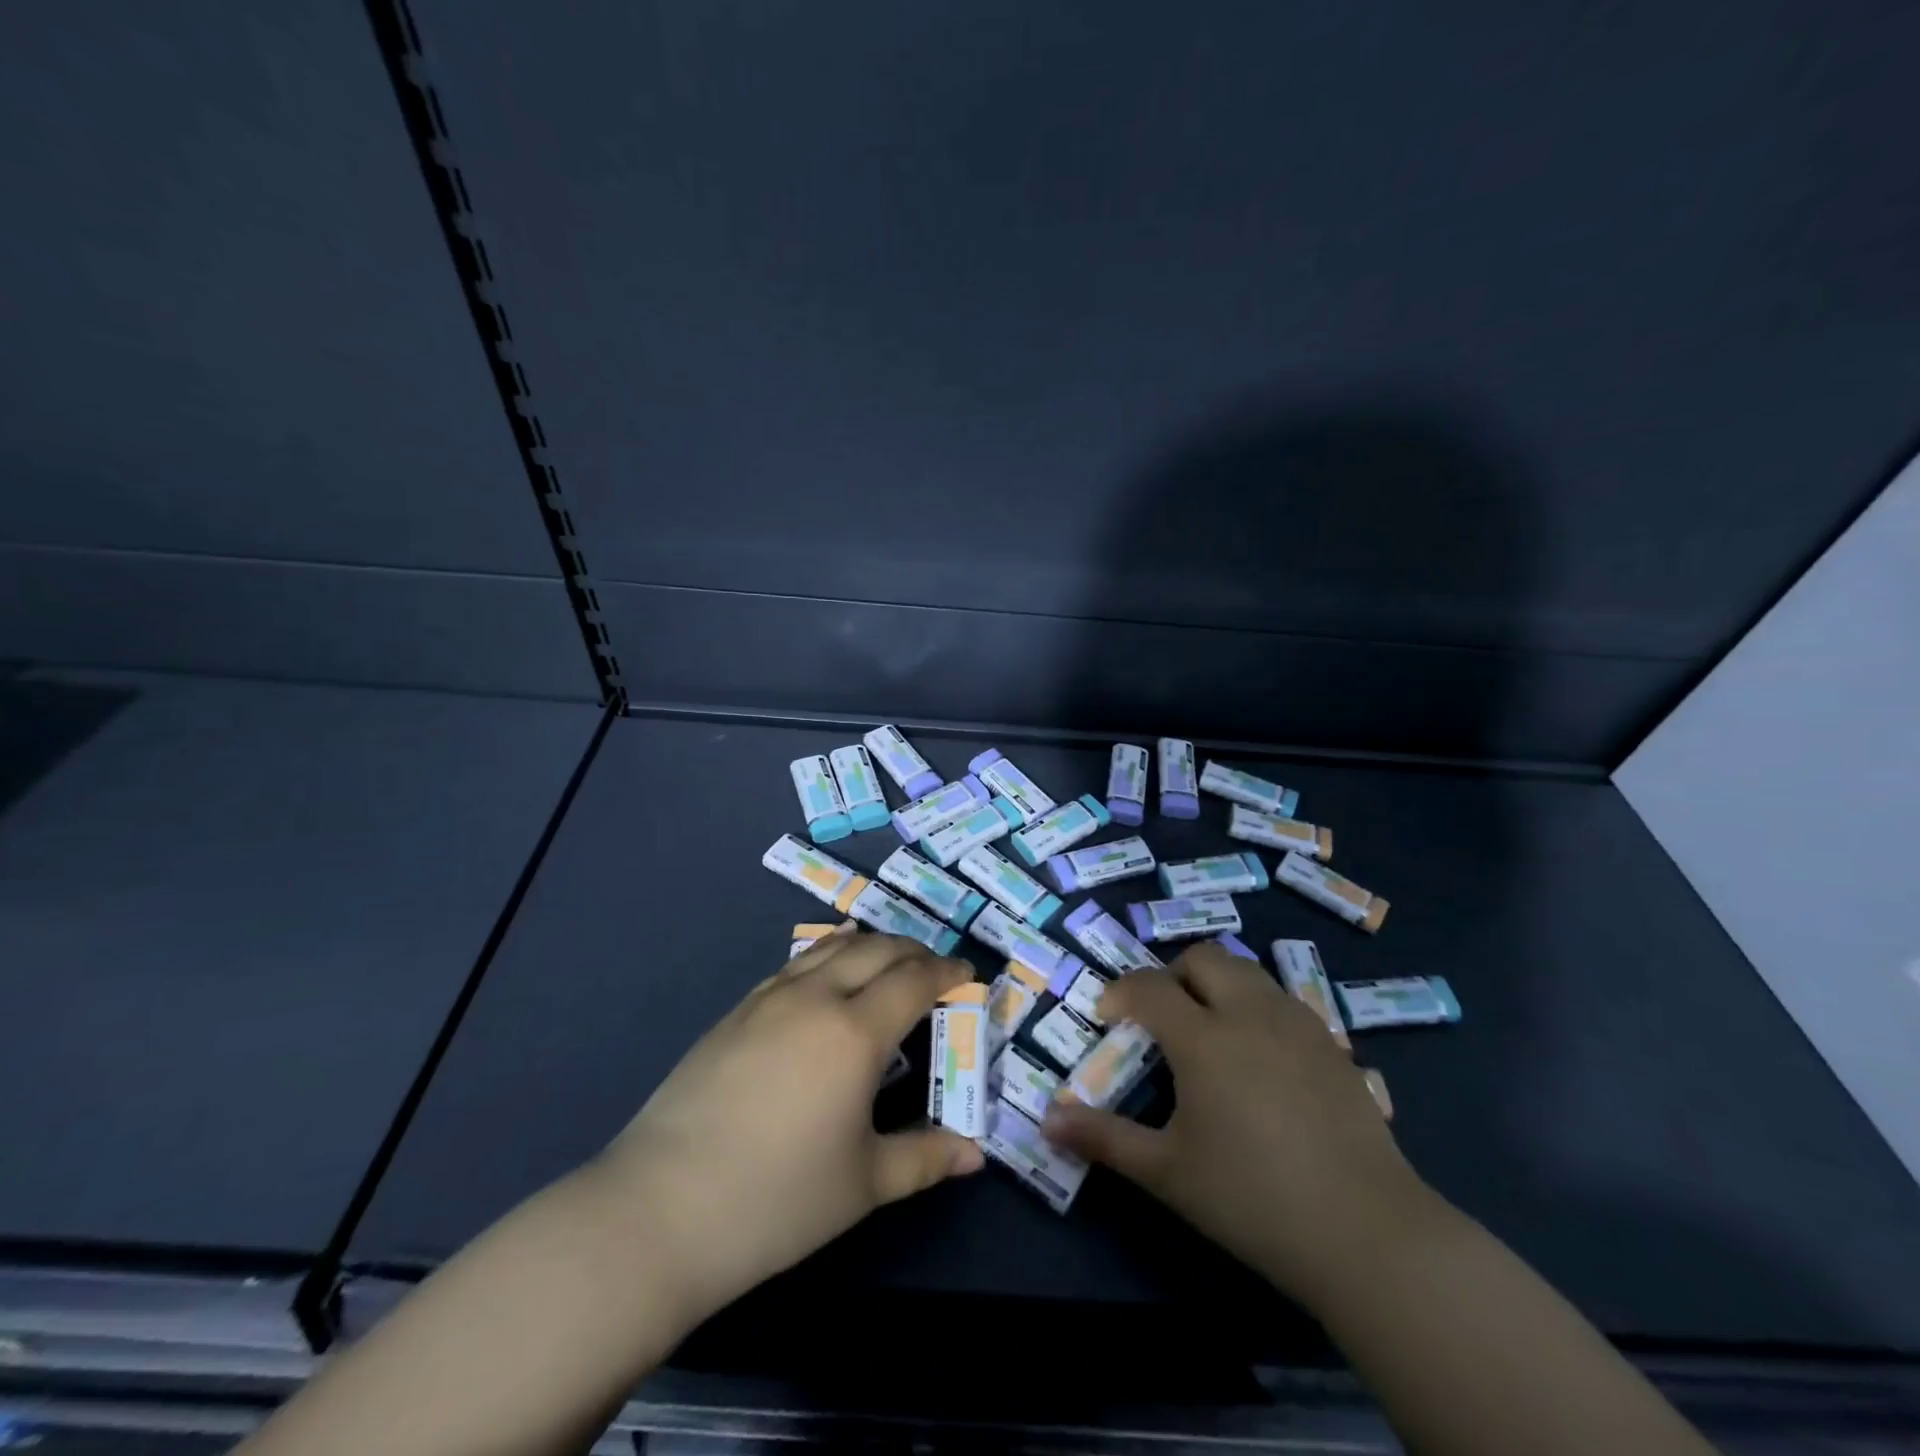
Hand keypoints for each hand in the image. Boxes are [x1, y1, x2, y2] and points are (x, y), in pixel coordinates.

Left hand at [595, 932, 984, 1325]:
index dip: (947, 972)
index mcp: (855, 1032)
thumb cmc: (776, 1200)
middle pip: (877, 950)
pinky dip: (827, 955)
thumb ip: (925, 1158)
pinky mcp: (736, 1011)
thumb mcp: (863, 1184)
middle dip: (914, 952)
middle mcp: (815, 997)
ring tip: (889, 960)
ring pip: (832, 947)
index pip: (914, 981)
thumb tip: (975, 1154)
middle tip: (935, 970)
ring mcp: (769, 998)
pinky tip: (827, 971)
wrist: (659, 1210)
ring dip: (871, 945)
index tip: (968, 974)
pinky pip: (796, 964)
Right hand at [1043, 942, 1429, 1303]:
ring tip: (1208, 1030)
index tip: (1108, 1017)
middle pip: (1203, 958)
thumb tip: (1047, 1120)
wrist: (1367, 1233)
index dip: (1120, 993)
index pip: (1149, 987)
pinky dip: (1254, 1005)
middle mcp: (1250, 1013)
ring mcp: (1297, 1023)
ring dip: (1215, 983)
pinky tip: (1258, 1057)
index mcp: (1204, 1038)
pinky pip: (1281, 999)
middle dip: (1171, 974)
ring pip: (1247, 971)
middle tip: (1160, 1017)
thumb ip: (1105, 1138)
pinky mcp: (1332, 1044)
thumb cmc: (1253, 1199)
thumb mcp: (1167, 1172)